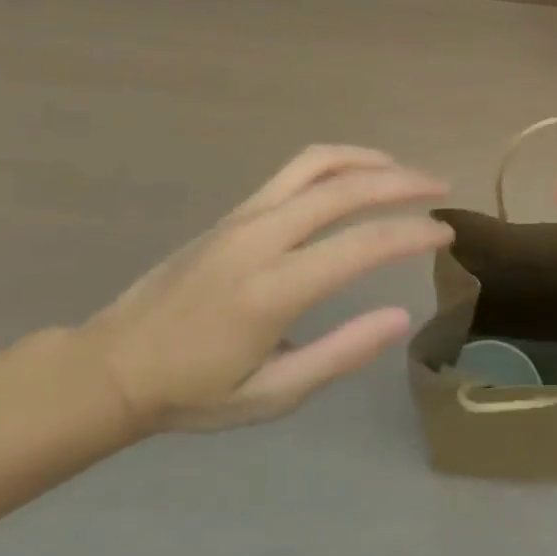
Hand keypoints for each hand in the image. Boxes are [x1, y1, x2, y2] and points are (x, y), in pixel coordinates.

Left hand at [78, 146, 450, 433]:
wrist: (110, 367)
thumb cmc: (193, 392)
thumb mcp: (271, 395)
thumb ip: (339, 354)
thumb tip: (401, 316)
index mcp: (272, 291)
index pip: (361, 246)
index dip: (412, 235)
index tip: (446, 234)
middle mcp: (261, 240)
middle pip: (345, 189)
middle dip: (403, 182)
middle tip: (441, 188)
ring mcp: (244, 218)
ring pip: (319, 164)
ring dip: (370, 160)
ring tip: (405, 171)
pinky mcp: (234, 211)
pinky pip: (295, 170)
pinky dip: (338, 161)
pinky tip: (359, 174)